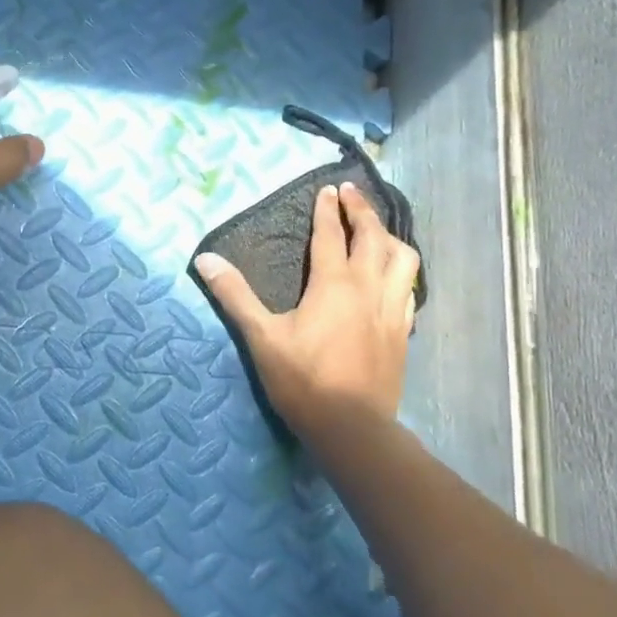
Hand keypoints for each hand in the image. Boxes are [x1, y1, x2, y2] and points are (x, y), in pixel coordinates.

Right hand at [195, 183, 418, 449]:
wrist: (352, 428)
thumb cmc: (303, 381)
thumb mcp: (262, 337)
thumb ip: (235, 295)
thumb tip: (206, 259)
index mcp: (334, 284)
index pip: (331, 234)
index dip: (328, 209)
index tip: (327, 188)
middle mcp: (368, 287)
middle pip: (373, 236)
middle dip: (362, 209)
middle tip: (352, 192)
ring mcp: (391, 309)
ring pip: (402, 259)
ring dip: (389, 236)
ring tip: (378, 229)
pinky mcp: (403, 330)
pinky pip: (410, 288)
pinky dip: (402, 271)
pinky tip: (394, 276)